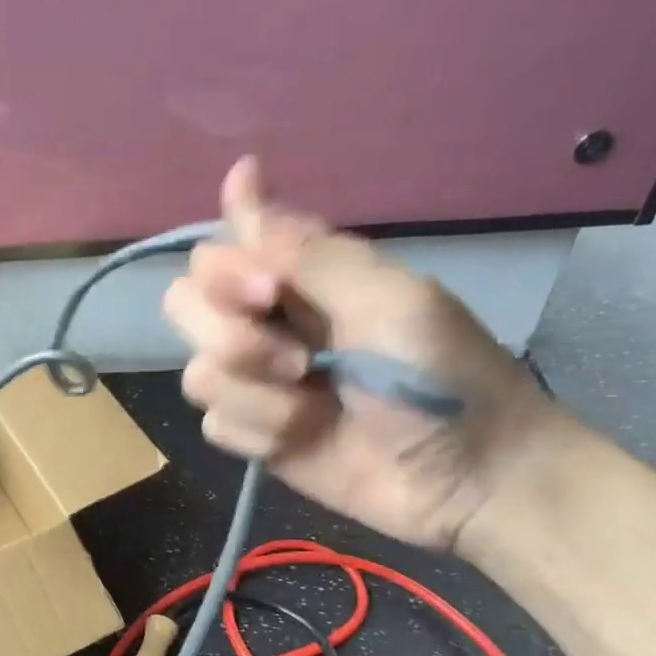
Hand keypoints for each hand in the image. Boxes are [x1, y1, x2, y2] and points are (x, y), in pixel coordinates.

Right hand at [162, 157, 567, 551]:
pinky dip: (258, 432)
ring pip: (198, 372)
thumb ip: (308, 252)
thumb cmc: (443, 377)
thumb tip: (240, 175)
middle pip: (185, 306)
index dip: (227, 268)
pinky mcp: (256, 435)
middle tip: (296, 361)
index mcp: (302, 277)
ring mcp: (259, 382)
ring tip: (313, 410)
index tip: (270, 289)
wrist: (470, 480)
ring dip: (255, 394)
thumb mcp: (388, 301)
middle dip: (230, 335)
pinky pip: (215, 425)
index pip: (219, 249)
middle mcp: (269, 322)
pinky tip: (301, 440)